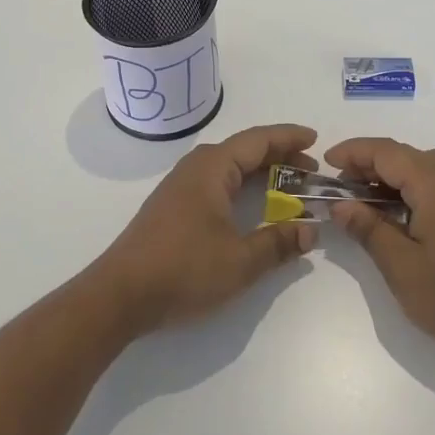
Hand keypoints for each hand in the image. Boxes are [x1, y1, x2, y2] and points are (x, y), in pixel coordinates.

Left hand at [93, 123, 320, 333]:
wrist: (119, 296)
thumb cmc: (183, 270)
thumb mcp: (240, 261)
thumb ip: (278, 243)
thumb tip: (310, 231)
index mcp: (212, 168)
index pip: (257, 140)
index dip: (288, 138)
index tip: (315, 139)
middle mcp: (195, 168)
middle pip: (244, 150)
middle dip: (279, 156)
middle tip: (311, 170)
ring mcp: (180, 187)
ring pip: (228, 167)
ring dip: (260, 172)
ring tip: (289, 185)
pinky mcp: (172, 208)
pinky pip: (216, 182)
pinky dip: (242, 186)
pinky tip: (251, 205)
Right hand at [325, 138, 434, 367]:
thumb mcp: (401, 267)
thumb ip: (369, 229)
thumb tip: (342, 205)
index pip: (386, 151)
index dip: (353, 152)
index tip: (326, 164)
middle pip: (405, 155)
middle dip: (369, 164)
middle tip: (341, 188)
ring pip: (424, 168)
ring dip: (392, 176)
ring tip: (366, 201)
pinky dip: (414, 188)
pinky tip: (402, 215)